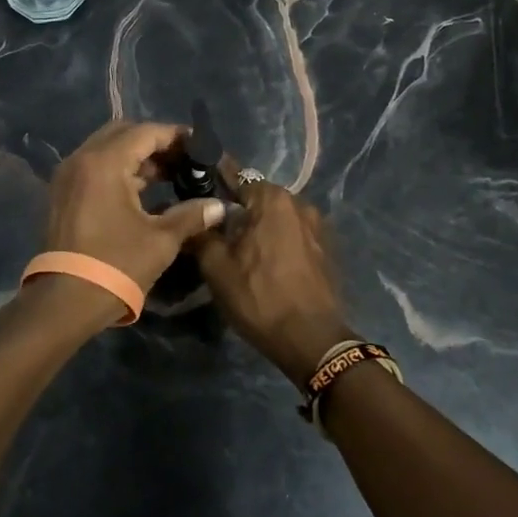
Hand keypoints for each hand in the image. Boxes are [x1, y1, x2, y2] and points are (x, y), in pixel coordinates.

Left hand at [41, 121, 225, 301]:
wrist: (65, 301)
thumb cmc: (116, 265)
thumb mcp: (161, 240)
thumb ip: (191, 215)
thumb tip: (219, 206)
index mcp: (105, 163)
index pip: (145, 133)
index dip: (175, 136)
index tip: (199, 146)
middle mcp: (82, 159)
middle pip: (122, 134)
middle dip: (154, 142)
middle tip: (183, 159)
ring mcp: (68, 176)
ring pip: (106, 149)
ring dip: (136, 156)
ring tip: (168, 175)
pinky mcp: (62, 194)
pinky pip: (94, 167)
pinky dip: (118, 169)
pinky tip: (142, 191)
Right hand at [193, 180, 347, 386]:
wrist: (311, 340)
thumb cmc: (259, 297)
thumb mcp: (216, 268)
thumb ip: (201, 234)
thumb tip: (191, 216)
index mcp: (272, 199)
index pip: (236, 176)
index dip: (214, 183)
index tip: (196, 192)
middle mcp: (299, 203)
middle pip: (258, 197)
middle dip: (236, 209)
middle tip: (213, 230)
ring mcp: (317, 227)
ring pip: (276, 217)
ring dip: (258, 227)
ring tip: (237, 249)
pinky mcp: (325, 249)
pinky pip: (292, 235)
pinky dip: (276, 241)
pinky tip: (263, 263)